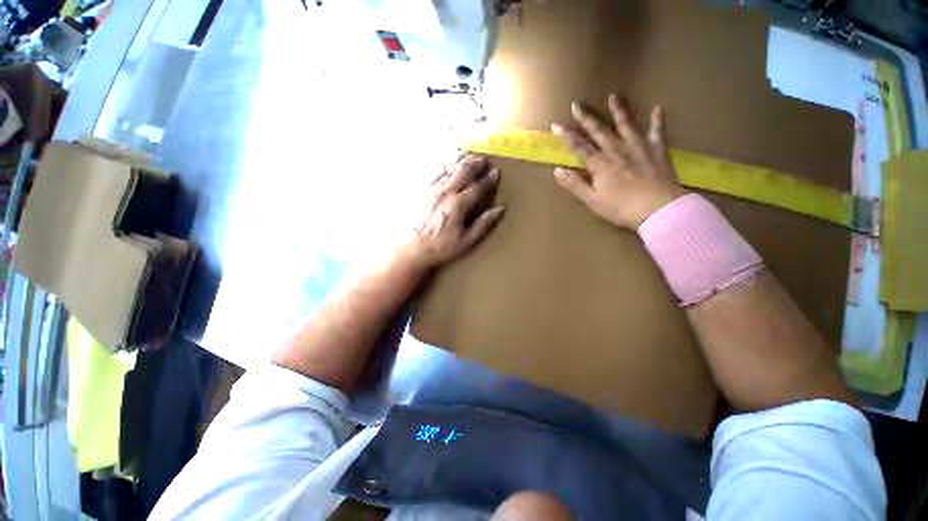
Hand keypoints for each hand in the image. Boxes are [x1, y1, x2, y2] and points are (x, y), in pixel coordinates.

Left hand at [398, 155, 503, 269]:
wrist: (409, 248)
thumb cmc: (439, 247)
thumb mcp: (466, 241)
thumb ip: (483, 224)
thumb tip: (499, 209)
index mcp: (458, 204)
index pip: (477, 187)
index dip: (488, 179)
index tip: (496, 173)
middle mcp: (445, 192)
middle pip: (463, 171)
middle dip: (475, 163)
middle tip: (484, 160)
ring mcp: (431, 189)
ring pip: (449, 168)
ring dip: (461, 161)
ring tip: (468, 157)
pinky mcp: (421, 190)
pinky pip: (434, 172)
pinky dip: (444, 166)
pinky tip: (447, 165)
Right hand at [551, 94, 686, 228]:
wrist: (658, 209)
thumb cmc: (621, 208)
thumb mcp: (592, 200)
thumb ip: (574, 184)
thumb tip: (557, 170)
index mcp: (600, 164)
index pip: (579, 146)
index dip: (567, 136)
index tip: (556, 125)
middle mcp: (617, 150)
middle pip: (599, 131)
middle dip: (586, 118)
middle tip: (577, 104)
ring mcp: (639, 148)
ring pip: (626, 125)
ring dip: (619, 111)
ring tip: (613, 96)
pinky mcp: (657, 152)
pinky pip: (657, 133)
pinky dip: (657, 121)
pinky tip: (657, 109)